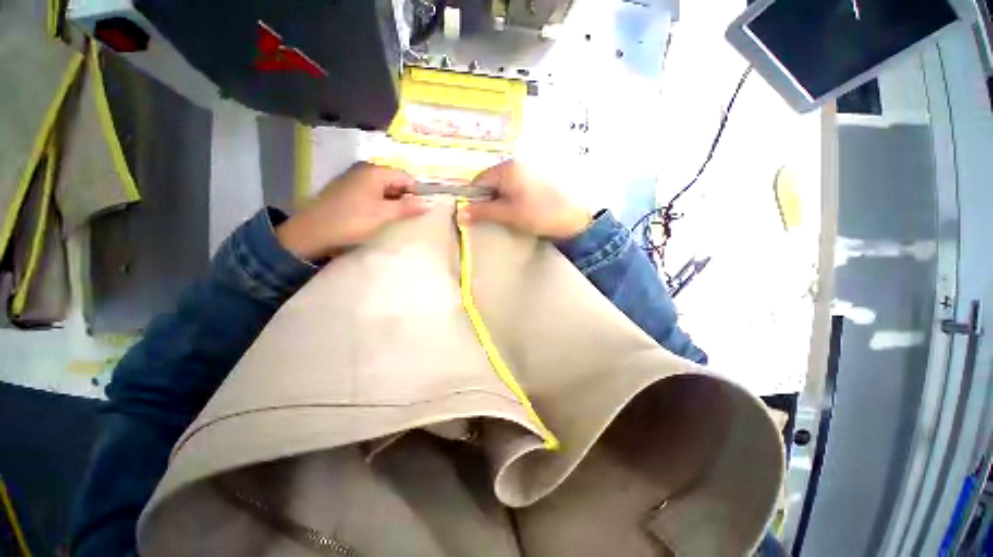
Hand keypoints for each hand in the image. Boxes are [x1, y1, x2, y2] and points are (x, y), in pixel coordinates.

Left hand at [276, 163, 430, 259]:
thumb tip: (428, 203)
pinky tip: (380, 218)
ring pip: (383, 190)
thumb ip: (408, 207)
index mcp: (375, 172)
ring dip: (393, 203)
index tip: (422, 210)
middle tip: (412, 217)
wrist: (312, 232)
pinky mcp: (346, 192)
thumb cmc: (353, 220)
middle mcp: (364, 170)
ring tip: (398, 219)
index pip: (406, 177)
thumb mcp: (385, 215)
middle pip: (394, 182)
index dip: (417, 193)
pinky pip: (371, 195)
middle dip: (405, 198)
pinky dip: (380, 205)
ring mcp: (353, 180)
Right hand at [457, 160, 590, 239]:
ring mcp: (530, 168)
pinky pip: (518, 185)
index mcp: (507, 168)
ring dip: (503, 199)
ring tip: (511, 214)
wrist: (575, 218)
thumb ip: (483, 212)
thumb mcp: (508, 214)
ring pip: (506, 184)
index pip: (480, 180)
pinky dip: (515, 196)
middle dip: (490, 199)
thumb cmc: (539, 214)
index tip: (478, 215)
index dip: (475, 199)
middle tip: (496, 217)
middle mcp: (517, 162)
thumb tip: (459, 214)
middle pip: (493, 181)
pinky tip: (522, 208)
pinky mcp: (539, 176)